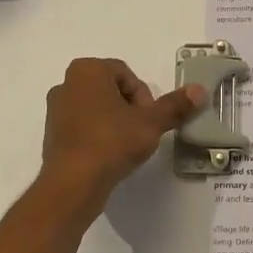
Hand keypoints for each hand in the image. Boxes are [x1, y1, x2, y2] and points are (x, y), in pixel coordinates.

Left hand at [39, 58, 203, 218]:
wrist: (73, 182)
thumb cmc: (111, 142)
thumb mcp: (151, 123)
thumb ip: (174, 106)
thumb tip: (200, 90)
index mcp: (87, 70)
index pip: (126, 74)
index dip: (144, 97)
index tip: (149, 120)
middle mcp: (66, 83)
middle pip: (111, 90)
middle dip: (130, 108)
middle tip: (141, 132)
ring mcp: (55, 110)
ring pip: (97, 109)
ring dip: (115, 122)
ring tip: (126, 146)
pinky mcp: (52, 134)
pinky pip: (83, 127)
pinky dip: (98, 136)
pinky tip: (108, 156)